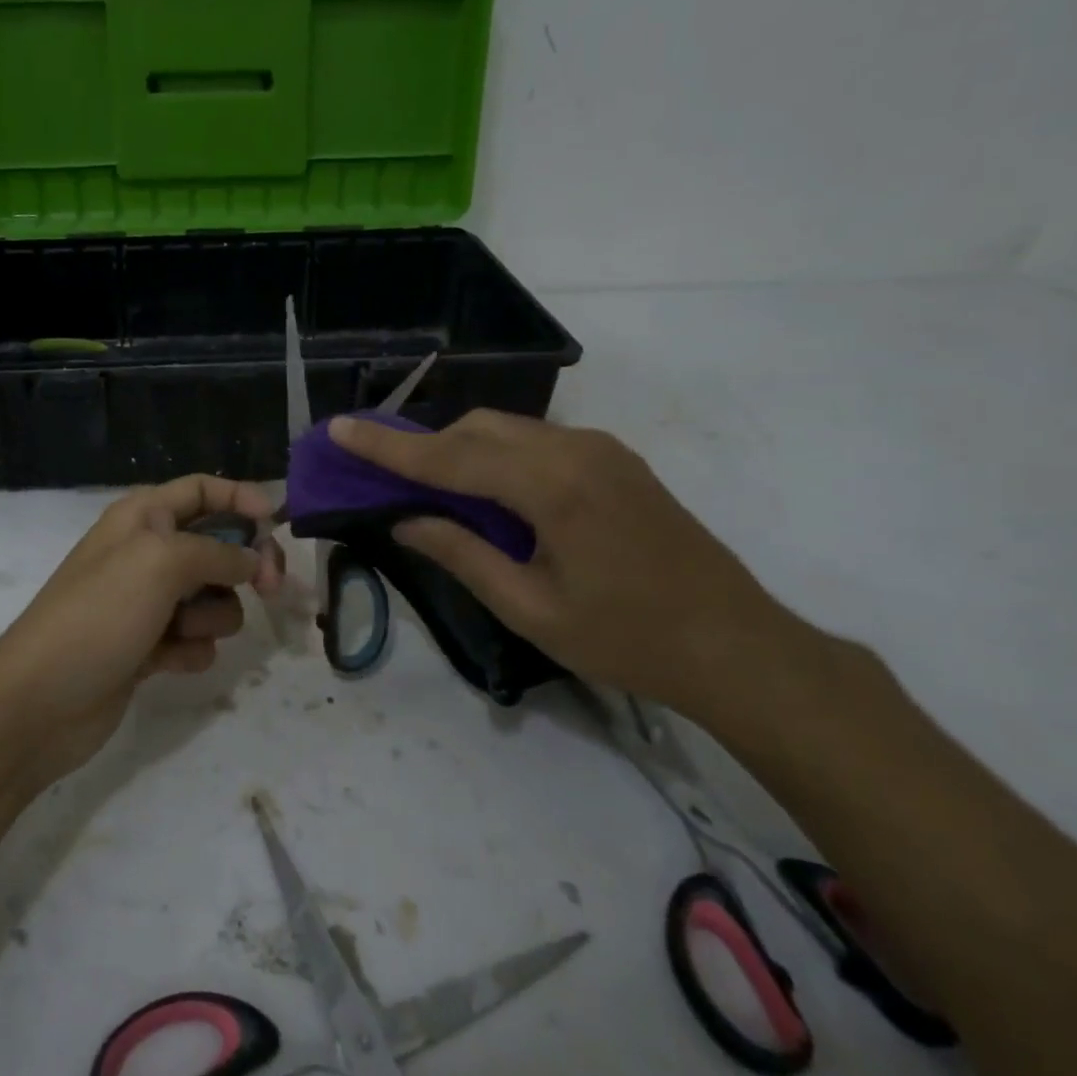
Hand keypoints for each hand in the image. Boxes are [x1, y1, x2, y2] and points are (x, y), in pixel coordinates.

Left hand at [0, 476, 283, 782]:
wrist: (39, 701)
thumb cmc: (100, 614)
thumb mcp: (161, 562)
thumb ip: (218, 551)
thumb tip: (254, 557)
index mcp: (142, 517)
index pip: (201, 490)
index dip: (240, 498)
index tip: (277, 524)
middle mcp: (145, 553)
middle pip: (216, 545)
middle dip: (241, 566)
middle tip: (268, 588)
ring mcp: (145, 603)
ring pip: (211, 599)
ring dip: (210, 617)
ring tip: (181, 633)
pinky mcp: (147, 648)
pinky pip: (194, 640)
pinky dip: (189, 650)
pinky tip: (165, 663)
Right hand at [326, 410, 814, 723]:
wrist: (738, 645)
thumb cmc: (628, 639)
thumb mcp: (530, 608)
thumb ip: (461, 553)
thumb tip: (404, 520)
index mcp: (552, 486)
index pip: (448, 457)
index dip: (386, 447)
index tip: (338, 429)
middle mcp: (574, 449)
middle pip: (475, 430)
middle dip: (422, 445)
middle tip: (381, 474)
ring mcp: (600, 449)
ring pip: (506, 430)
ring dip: (459, 449)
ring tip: (427, 486)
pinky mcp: (615, 460)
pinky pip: (536, 441)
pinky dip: (495, 455)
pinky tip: (486, 491)